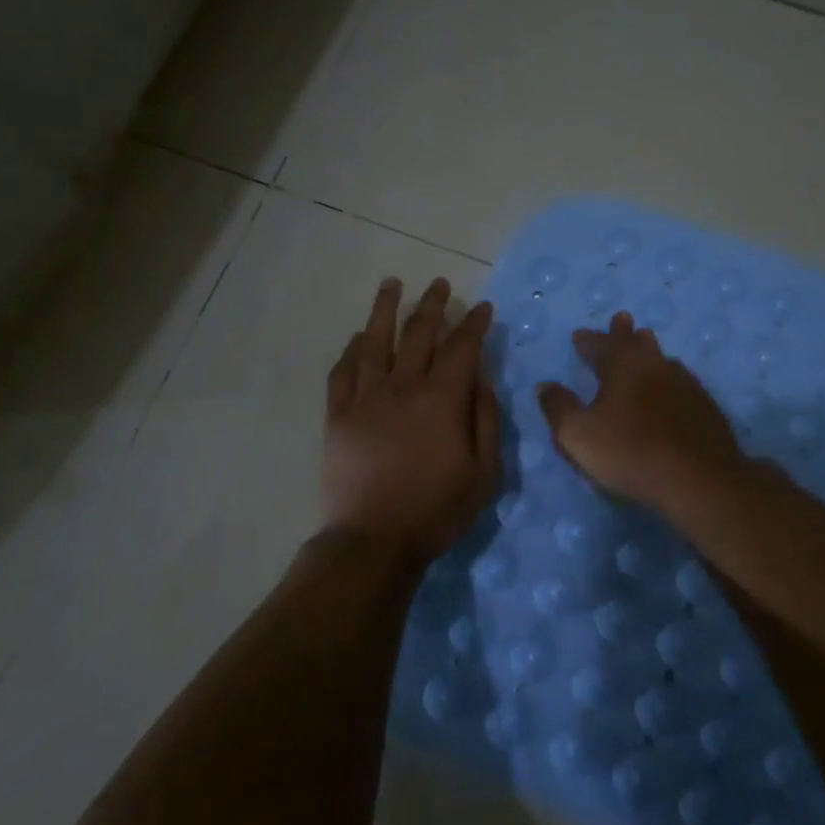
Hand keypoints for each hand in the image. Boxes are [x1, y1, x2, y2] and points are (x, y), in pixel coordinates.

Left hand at [322, 277, 501, 564]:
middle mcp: (403, 387)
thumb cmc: (437, 510)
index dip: (475, 323)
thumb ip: (486, 419)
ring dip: (385, 309)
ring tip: (392, 284)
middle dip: (434, 304)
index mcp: (442, 399)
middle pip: (419, 333)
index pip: (462, 347)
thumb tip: (482, 379)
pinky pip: (343, 372)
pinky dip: (352, 349)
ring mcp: (366, 398)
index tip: (483, 307)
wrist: (373, 540)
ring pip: (376, 341)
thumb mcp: (484, 472)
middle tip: (441, 284)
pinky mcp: (339, 415)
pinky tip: (359, 337)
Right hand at [536, 312, 745, 512]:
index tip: (578, 336)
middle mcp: (654, 365)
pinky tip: (671, 384)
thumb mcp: (578, 435)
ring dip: (648, 349)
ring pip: (661, 357)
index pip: (599, 345)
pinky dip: (668, 375)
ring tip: (645, 342)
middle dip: (623, 332)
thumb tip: (545, 385)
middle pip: (636, 342)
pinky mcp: (703, 405)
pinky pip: (680, 379)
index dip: (586, 341)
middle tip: (621, 319)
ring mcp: (684, 383)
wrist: (698, 479)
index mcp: (621, 366)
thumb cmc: (630, 453)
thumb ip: (558, 408)